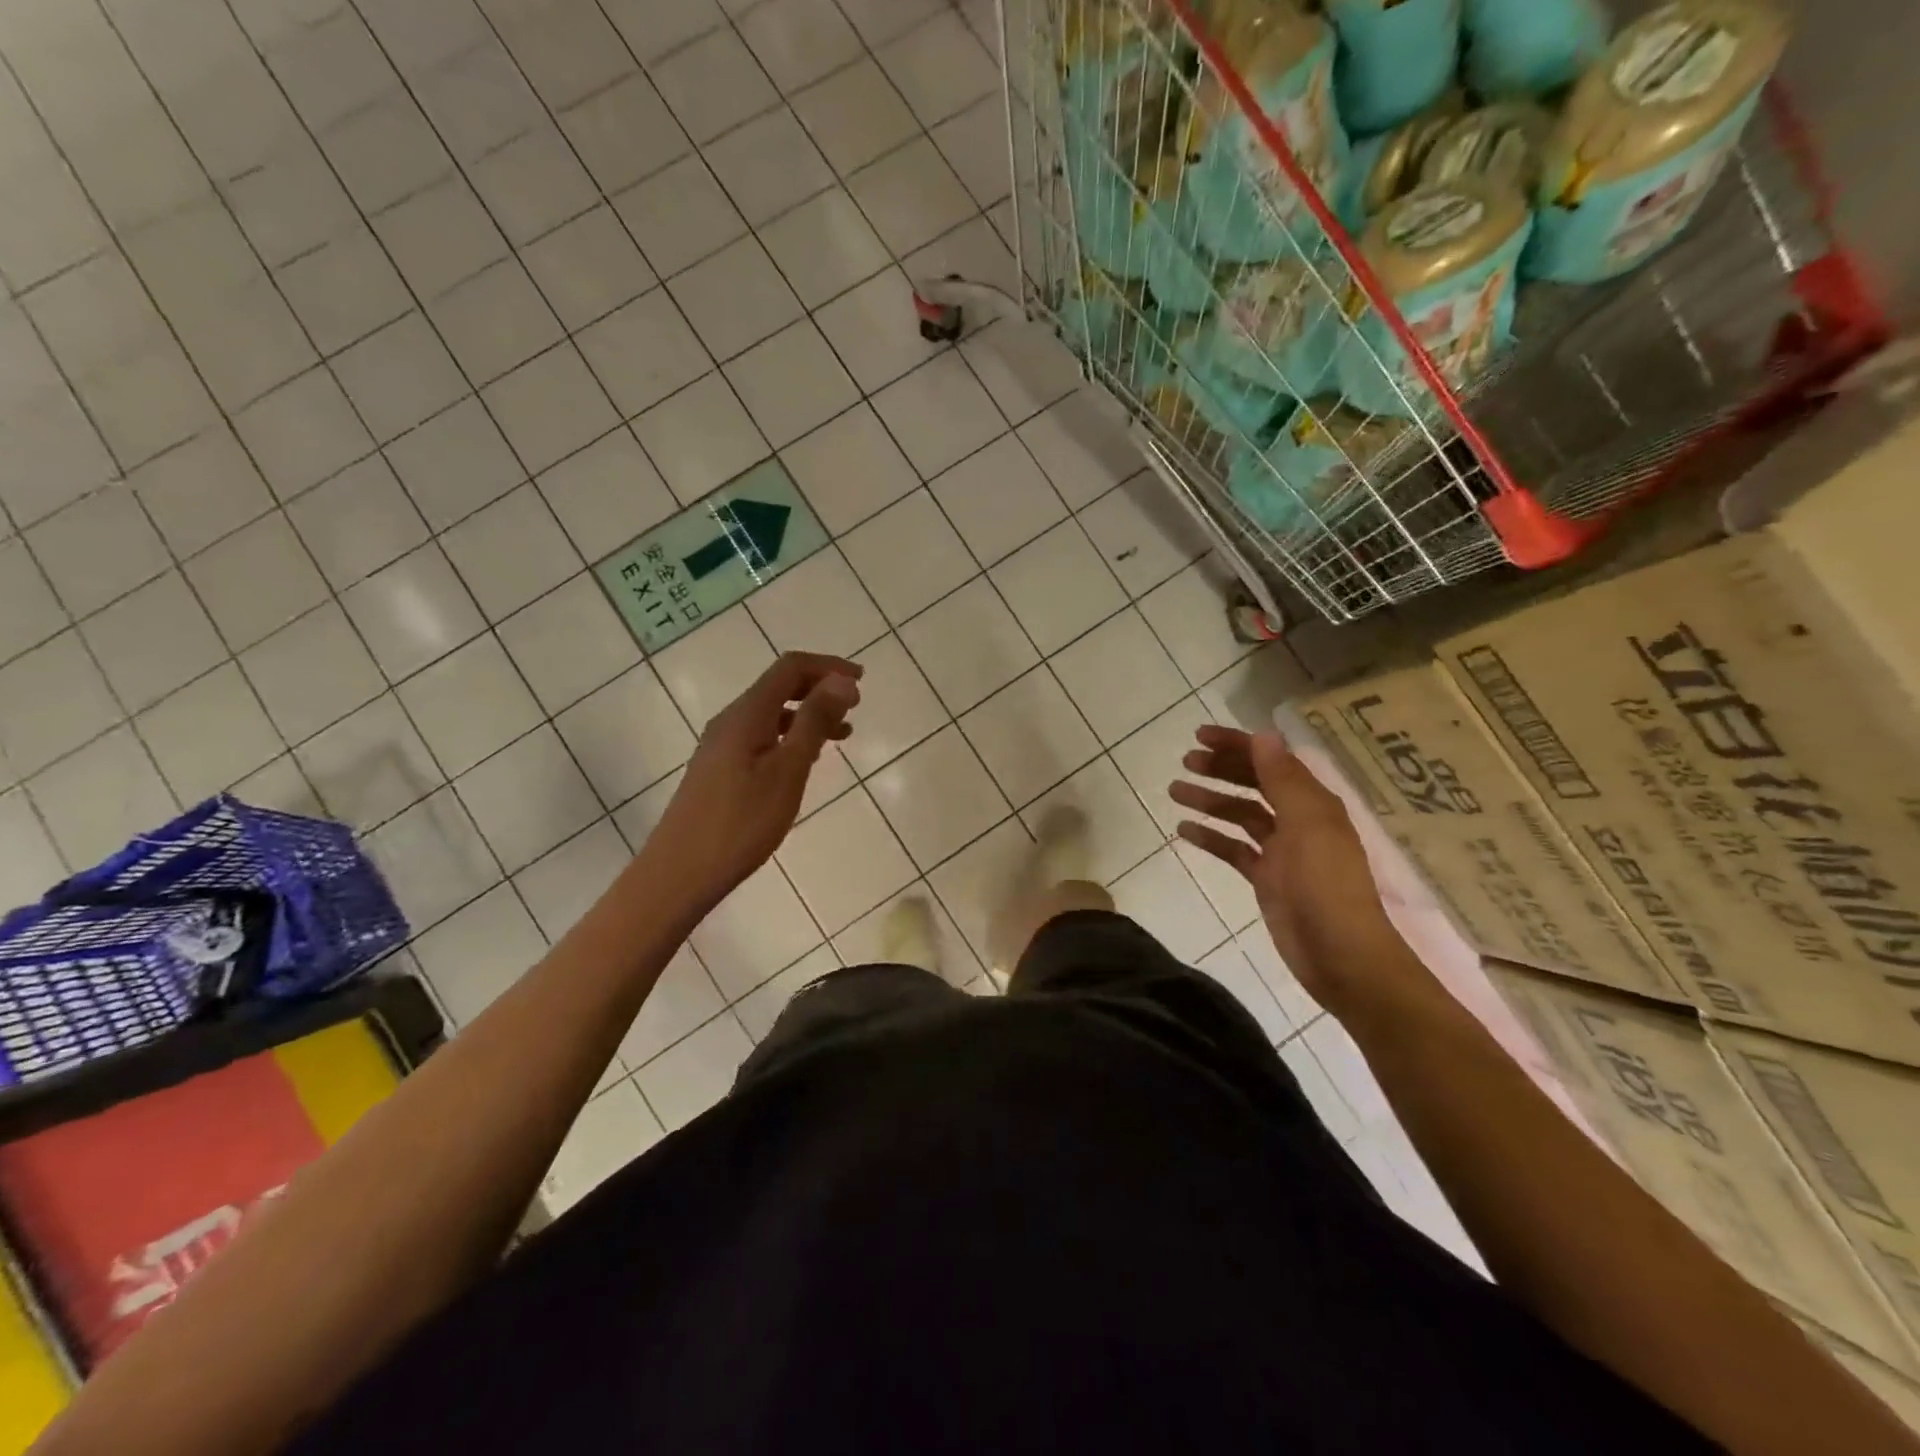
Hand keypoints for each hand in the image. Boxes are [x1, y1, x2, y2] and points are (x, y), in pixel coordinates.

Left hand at [651, 652, 861, 906]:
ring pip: (771, 714)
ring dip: (808, 715)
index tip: (862, 682)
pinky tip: (806, 761)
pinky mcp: (719, 769)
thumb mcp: (788, 771)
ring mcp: (721, 745)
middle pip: (779, 686)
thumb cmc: (741, 823)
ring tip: (841, 736)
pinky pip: (761, 736)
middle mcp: (730, 720)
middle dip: (819, 688)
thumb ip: (814, 722)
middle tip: (855, 708)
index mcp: (747, 714)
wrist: (680, 873)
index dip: (828, 667)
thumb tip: (842, 680)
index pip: (790, 668)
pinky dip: (790, 737)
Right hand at [1169, 725, 1411, 1015]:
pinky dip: (1211, 837)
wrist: (1341, 956)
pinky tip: (1184, 830)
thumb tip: (1264, 735)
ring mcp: (1281, 851)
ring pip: (1240, 815)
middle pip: (1254, 784)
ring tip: (1174, 790)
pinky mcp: (1266, 878)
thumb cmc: (1326, 886)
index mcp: (1313, 802)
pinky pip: (1233, 849)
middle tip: (1185, 762)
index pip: (1272, 761)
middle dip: (1221, 769)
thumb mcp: (1307, 826)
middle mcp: (1298, 820)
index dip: (1238, 745)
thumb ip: (1284, 780)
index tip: (1200, 736)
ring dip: (1210, 801)